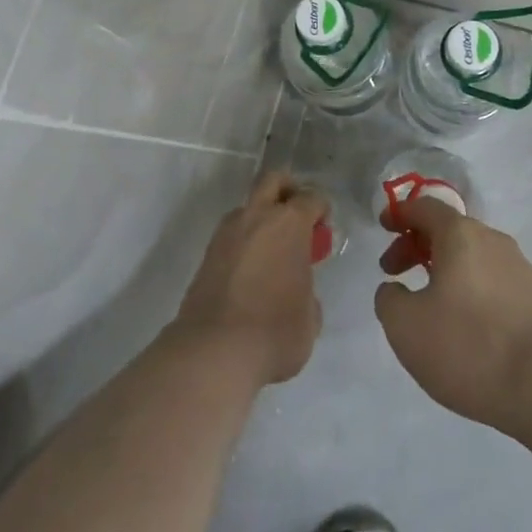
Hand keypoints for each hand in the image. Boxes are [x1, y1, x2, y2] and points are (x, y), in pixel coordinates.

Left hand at [172, 172, 328, 386]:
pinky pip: (232, 234)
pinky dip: (244, 242)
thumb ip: (308, 290)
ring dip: (261, 218)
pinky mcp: (207, 253)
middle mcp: (256, 216)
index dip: (321, 210)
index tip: (323, 229)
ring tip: (272, 252)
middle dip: (288, 190)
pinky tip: (251, 271)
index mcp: (289, 223)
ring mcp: (227, 232)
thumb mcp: (310, 317)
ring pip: (248, 207)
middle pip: (273, 181)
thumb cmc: (275, 331)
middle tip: (297, 218)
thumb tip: (298, 290)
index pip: (311, 198)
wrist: (215, 351)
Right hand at [375, 197, 531, 437]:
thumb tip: (395, 289)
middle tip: (395, 273)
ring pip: (472, 257)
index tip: (384, 227)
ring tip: (430, 305)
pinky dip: (470, 290)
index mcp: (460, 235)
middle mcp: (493, 240)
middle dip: (417, 246)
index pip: (424, 207)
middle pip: (449, 231)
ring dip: (445, 270)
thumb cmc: (470, 347)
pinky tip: (466, 326)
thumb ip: (388, 299)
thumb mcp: (406, 327)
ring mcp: (521, 269)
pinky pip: (493, 281)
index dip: (400, 214)